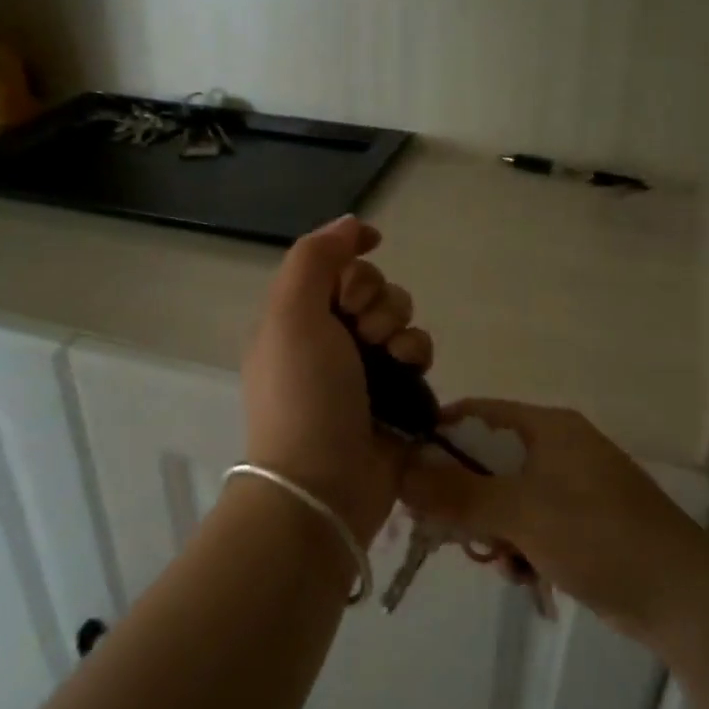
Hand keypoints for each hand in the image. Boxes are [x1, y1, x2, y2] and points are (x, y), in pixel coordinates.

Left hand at [242, 216, 432, 542]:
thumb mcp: (291, 313)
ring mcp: (363, 368)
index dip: (352, 270)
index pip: (336, 267)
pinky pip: (418, 352)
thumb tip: (352, 224)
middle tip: (363, 333)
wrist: (323, 484)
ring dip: (400, 327)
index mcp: (296, 317)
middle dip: (378, 302)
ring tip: (389, 357)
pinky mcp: (396, 395)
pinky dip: (417, 355)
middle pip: (373, 288)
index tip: (352, 291)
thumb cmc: (302, 394)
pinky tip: (409, 372)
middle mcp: (328, 338)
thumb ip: (315, 257)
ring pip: (400, 317)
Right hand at [401, 400, 706, 640]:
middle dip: (462, 497)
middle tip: (444, 531)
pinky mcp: (578, 524)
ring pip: (502, 498)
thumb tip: (400, 474)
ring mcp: (570, 488)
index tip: (408, 477)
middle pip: (485, 461)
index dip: (437, 440)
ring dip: (489, 528)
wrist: (685, 600)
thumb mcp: (522, 514)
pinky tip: (522, 574)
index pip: (475, 415)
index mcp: (547, 428)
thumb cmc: (601, 539)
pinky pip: (527, 524)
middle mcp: (557, 449)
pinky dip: (517, 546)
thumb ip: (458, 494)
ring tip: (496, 560)